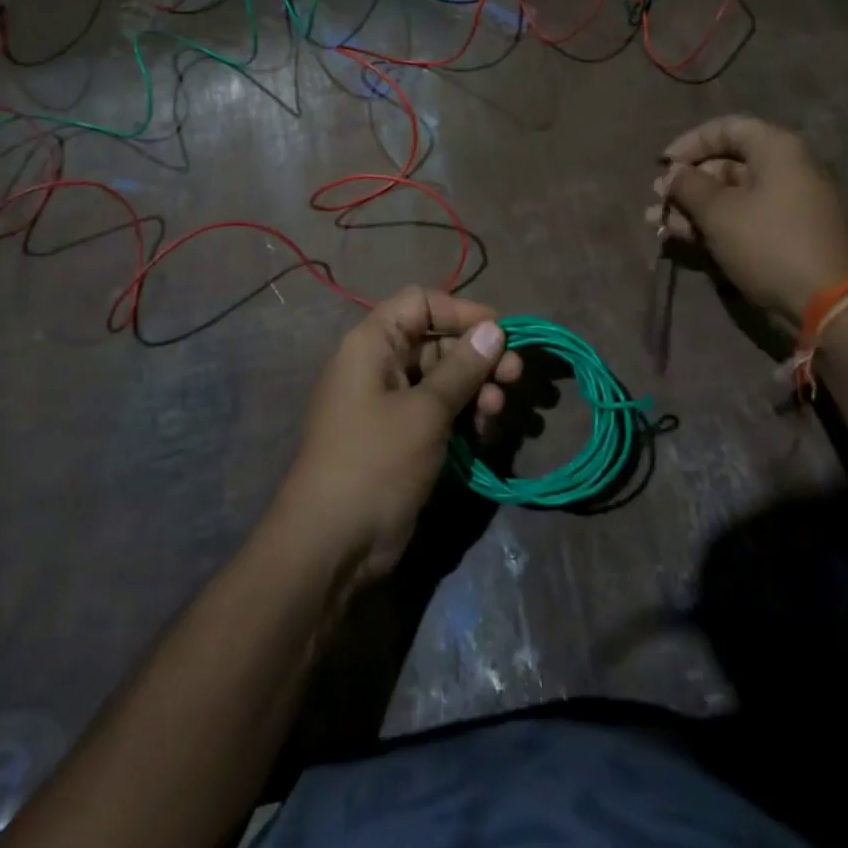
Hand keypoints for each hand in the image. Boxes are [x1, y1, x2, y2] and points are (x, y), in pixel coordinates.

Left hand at [274, 288, 521, 589]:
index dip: (462, 311)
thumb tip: (494, 328)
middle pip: (437, 341)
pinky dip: (465, 417)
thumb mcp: (425, 411)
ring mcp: (390, 404)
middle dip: (478, 356)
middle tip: (515, 376)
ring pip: (443, 379)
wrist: (332, 544)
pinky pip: (439, 412)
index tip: (502, 332)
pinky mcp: (402, 438)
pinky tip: (487, 434)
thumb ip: (462, 368)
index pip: (420, 303)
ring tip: (499, 412)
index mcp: (372, 344)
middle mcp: (379, 365)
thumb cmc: (375, 461)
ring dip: (477, 389)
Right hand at [645, 115, 847, 325]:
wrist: (826, 302)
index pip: (728, 128)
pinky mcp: (786, 234)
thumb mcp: (719, 212)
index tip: (663, 165)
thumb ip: (688, 186)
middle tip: (658, 199)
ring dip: (693, 207)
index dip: (690, 143)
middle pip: (728, 164)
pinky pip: (744, 218)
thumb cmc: (768, 243)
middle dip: (687, 182)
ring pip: (731, 195)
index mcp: (777, 151)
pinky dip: (714, 224)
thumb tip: (673, 173)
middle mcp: (787, 170)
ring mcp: (789, 204)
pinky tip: (681, 236)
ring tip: (657, 223)